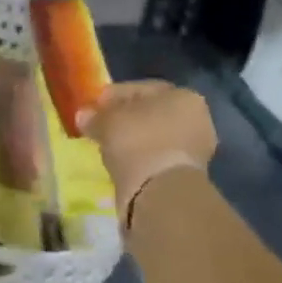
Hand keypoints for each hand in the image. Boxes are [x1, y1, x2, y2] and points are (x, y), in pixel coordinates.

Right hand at [78, 80, 215, 219]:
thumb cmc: (137, 142)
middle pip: (152, 114)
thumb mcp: (107, 122)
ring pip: (156, 138)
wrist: (161, 192)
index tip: (94, 106)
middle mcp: (197, 119)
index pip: (142, 89)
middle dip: (126, 118)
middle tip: (100, 126)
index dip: (114, 96)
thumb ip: (95, 116)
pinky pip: (157, 159)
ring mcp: (196, 149)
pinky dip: (140, 159)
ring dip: (134, 141)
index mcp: (184, 96)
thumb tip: (84, 115)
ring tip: (108, 146)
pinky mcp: (188, 175)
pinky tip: (121, 163)